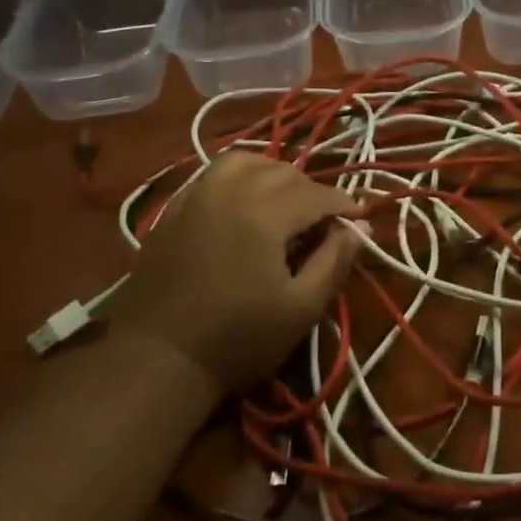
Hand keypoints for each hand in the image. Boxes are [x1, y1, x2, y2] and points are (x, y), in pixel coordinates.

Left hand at [106, 151, 361, 390]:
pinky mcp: (171, 211)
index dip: (342, 204)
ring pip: (242, 162)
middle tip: (324, 220)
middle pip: (281, 171)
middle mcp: (228, 191)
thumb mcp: (301, 308)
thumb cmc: (238, 339)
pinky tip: (243, 204)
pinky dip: (237, 178)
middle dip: (311, 190)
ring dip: (272, 174)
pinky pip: (211, 175)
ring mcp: (194, 197)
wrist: (158, 358)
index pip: (315, 194)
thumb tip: (361, 230)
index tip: (359, 218)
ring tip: (284, 200)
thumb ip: (335, 261)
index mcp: (264, 213)